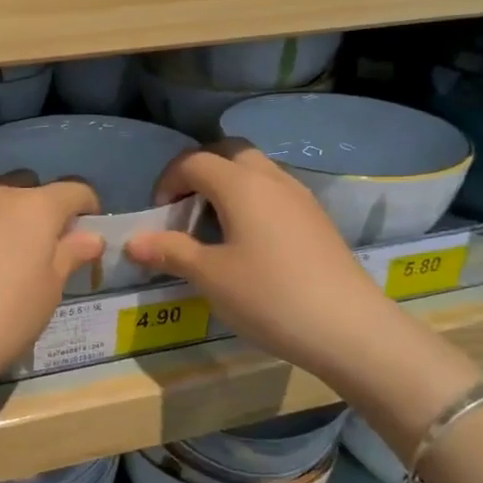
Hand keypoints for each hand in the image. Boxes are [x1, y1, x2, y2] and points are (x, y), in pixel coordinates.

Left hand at [0, 161, 103, 390]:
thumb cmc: (0, 322)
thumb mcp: (47, 295)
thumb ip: (69, 256)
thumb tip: (92, 235)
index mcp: (36, 209)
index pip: (74, 190)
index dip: (85, 205)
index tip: (83, 225)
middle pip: (24, 179)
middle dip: (32, 201)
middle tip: (25, 236)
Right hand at [125, 141, 390, 376]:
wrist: (350, 329)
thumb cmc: (269, 296)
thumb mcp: (210, 276)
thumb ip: (170, 252)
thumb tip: (132, 241)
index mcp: (241, 184)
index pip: (194, 161)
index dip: (168, 181)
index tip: (159, 216)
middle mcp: (272, 179)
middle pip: (229, 152)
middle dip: (200, 172)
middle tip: (185, 209)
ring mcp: (301, 198)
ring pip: (257, 171)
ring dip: (228, 186)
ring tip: (214, 228)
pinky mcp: (317, 220)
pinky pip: (276, 193)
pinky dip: (252, 202)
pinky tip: (249, 244)